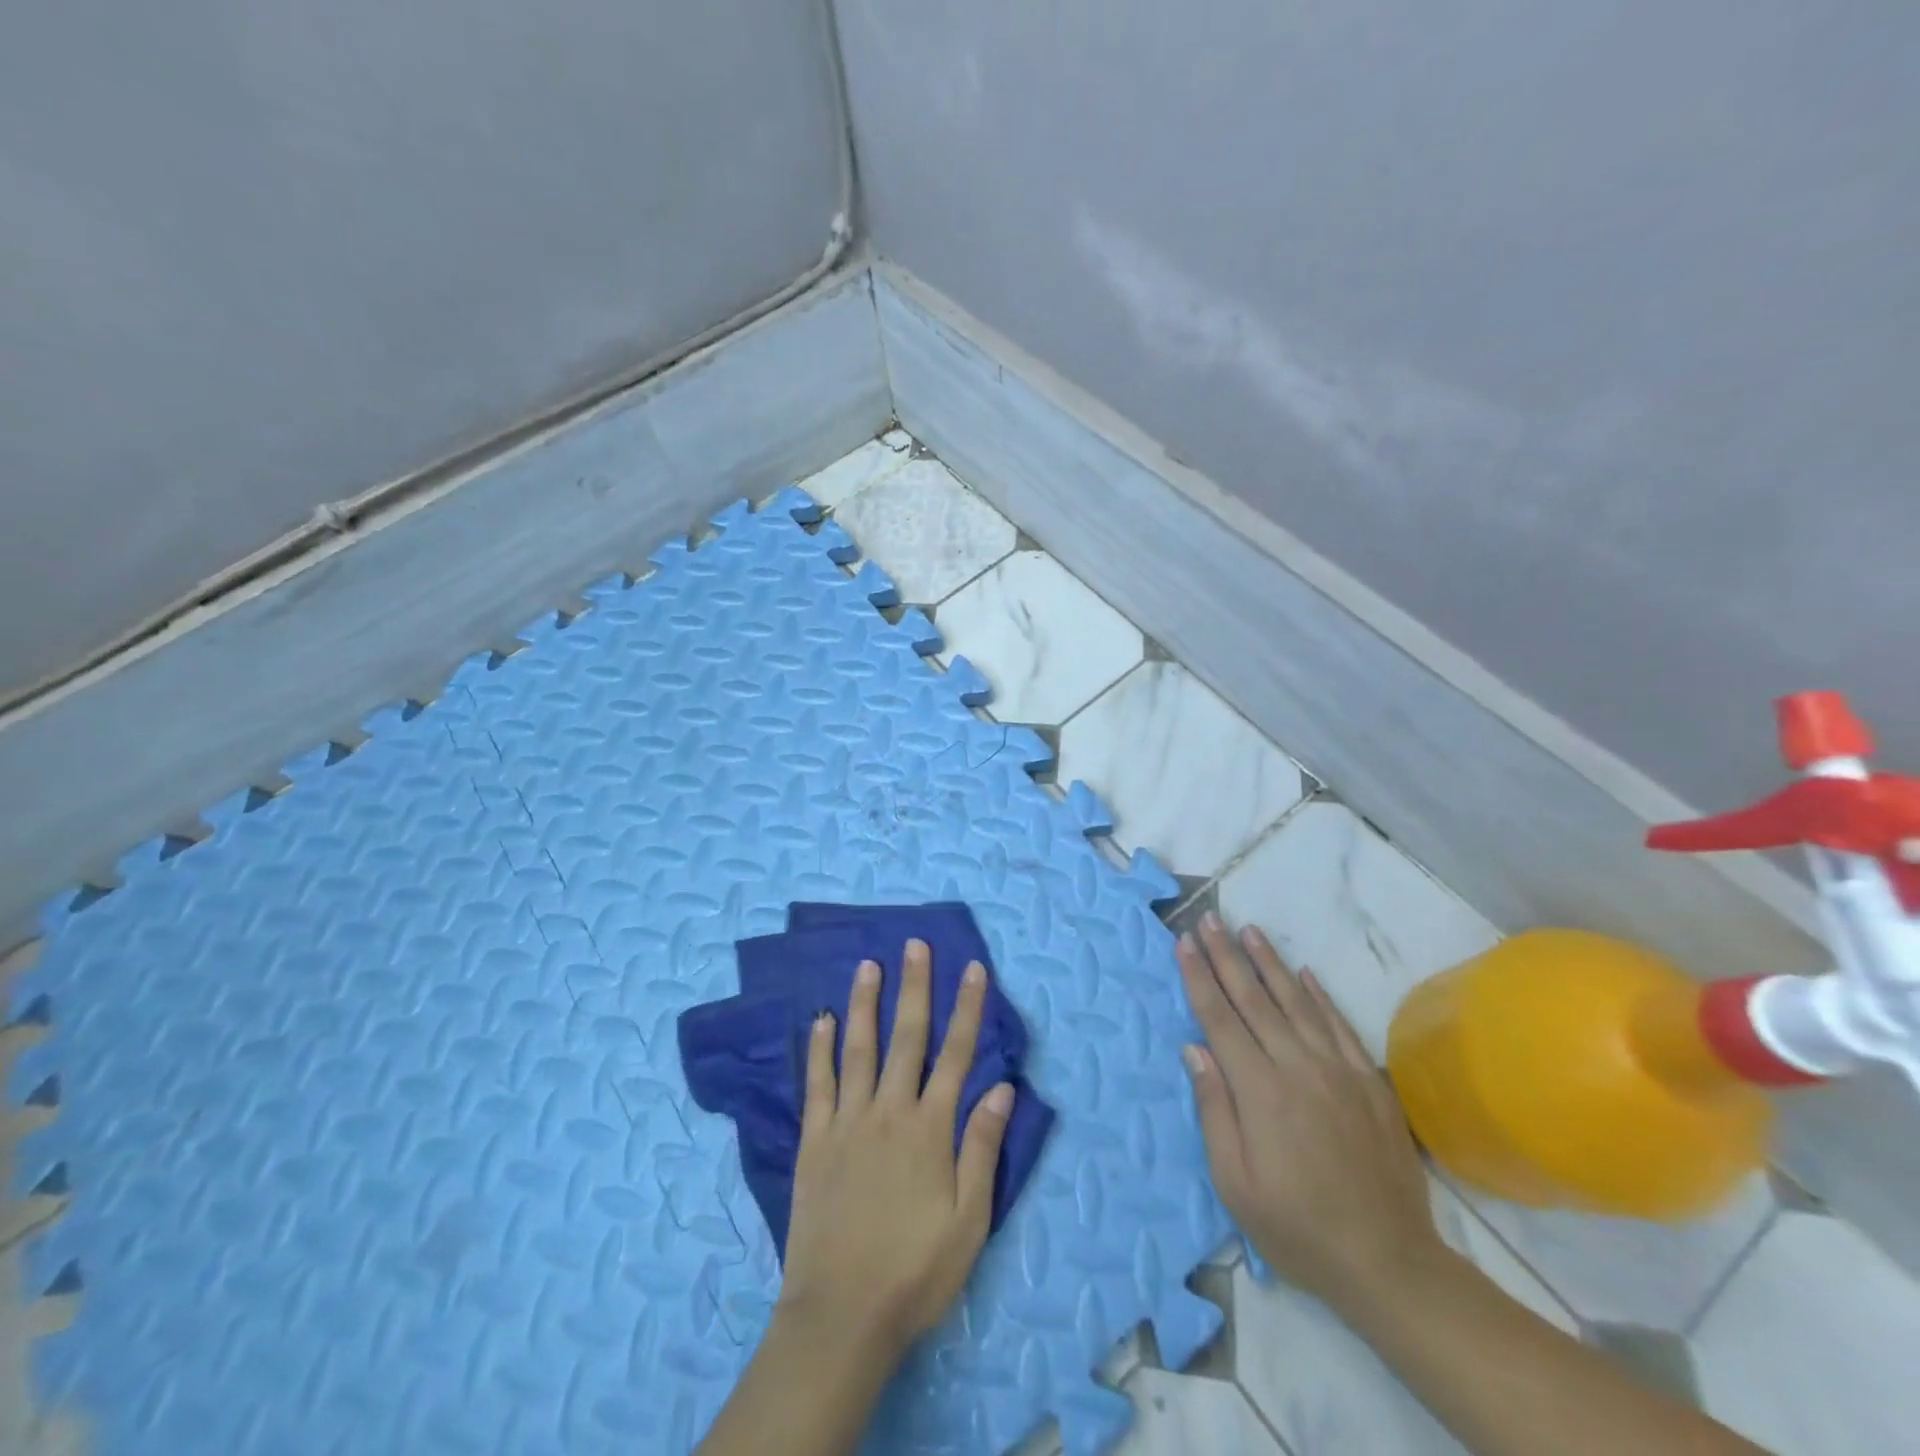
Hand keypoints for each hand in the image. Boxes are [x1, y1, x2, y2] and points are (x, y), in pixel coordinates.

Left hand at [776, 939, 1015, 1361]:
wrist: (841, 1316)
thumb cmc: (915, 1271)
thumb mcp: (969, 1220)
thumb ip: (982, 1147)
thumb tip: (1002, 1086)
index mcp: (930, 1129)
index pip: (956, 1054)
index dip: (967, 1008)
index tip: (973, 969)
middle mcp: (889, 1111)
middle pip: (907, 1037)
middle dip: (915, 987)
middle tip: (915, 944)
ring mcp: (846, 1122)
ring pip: (858, 1048)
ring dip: (866, 1003)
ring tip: (868, 964)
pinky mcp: (813, 1140)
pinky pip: (817, 1083)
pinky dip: (819, 1049)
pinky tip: (821, 1020)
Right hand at [1178, 913, 1442, 1309]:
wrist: (1389, 1262)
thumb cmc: (1297, 1228)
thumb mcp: (1235, 1183)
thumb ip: (1214, 1110)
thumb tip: (1194, 1048)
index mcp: (1260, 1091)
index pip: (1220, 1019)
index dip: (1199, 977)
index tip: (1184, 942)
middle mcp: (1298, 1067)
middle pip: (1254, 999)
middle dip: (1227, 956)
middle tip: (1210, 919)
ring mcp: (1339, 1070)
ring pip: (1296, 1002)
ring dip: (1269, 963)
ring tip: (1249, 930)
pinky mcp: (1370, 1081)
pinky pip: (1339, 1025)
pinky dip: (1319, 995)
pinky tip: (1304, 972)